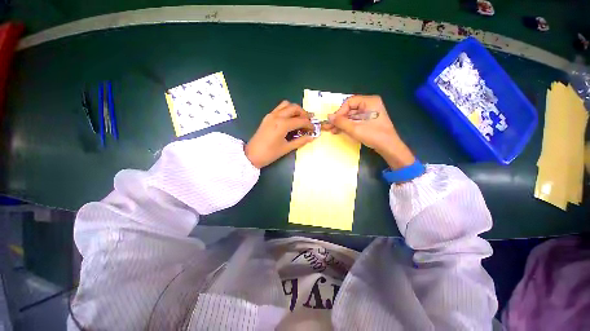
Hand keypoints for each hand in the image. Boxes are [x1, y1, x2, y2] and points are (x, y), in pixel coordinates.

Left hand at [245, 101, 314, 168]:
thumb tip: (311, 137)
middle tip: (309, 121)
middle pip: (294, 108)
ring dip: (295, 109)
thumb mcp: (286, 148)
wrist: (251, 155)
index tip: (314, 129)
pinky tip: (290, 119)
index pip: (300, 121)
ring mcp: (271, 115)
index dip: (309, 124)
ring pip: (286, 105)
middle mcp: (277, 116)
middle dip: (304, 113)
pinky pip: (279, 108)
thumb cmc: (269, 154)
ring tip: (300, 118)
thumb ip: (300, 141)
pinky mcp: (267, 117)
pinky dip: (287, 110)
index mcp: (282, 125)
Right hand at [325, 95, 414, 169]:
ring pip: (351, 116)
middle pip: (350, 110)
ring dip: (342, 124)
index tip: (333, 122)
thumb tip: (328, 117)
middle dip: (339, 119)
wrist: (388, 147)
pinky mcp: (369, 120)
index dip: (339, 112)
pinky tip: (339, 131)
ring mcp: (369, 113)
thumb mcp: (355, 128)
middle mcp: (369, 104)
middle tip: (329, 127)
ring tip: (332, 131)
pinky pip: (355, 121)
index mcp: (369, 101)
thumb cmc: (373, 135)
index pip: (349, 103)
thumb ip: (340, 122)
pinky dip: (347, 126)